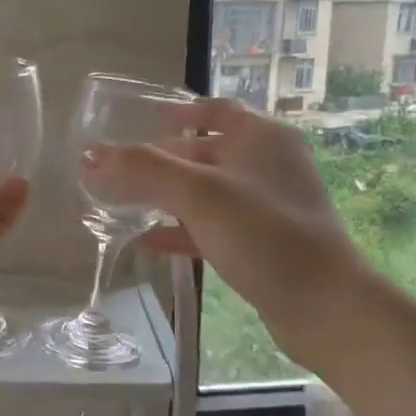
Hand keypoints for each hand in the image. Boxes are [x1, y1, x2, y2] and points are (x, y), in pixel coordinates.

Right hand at [83, 98, 365, 370]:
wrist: (324, 305)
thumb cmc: (264, 234)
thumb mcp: (199, 194)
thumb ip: (143, 170)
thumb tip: (90, 154)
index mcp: (261, 137)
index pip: (216, 110)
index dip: (179, 111)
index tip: (143, 120)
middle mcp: (268, 164)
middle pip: (206, 152)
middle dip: (162, 161)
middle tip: (118, 170)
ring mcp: (268, 207)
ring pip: (208, 193)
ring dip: (167, 197)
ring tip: (123, 203)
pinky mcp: (264, 244)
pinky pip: (214, 227)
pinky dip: (181, 230)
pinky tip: (147, 242)